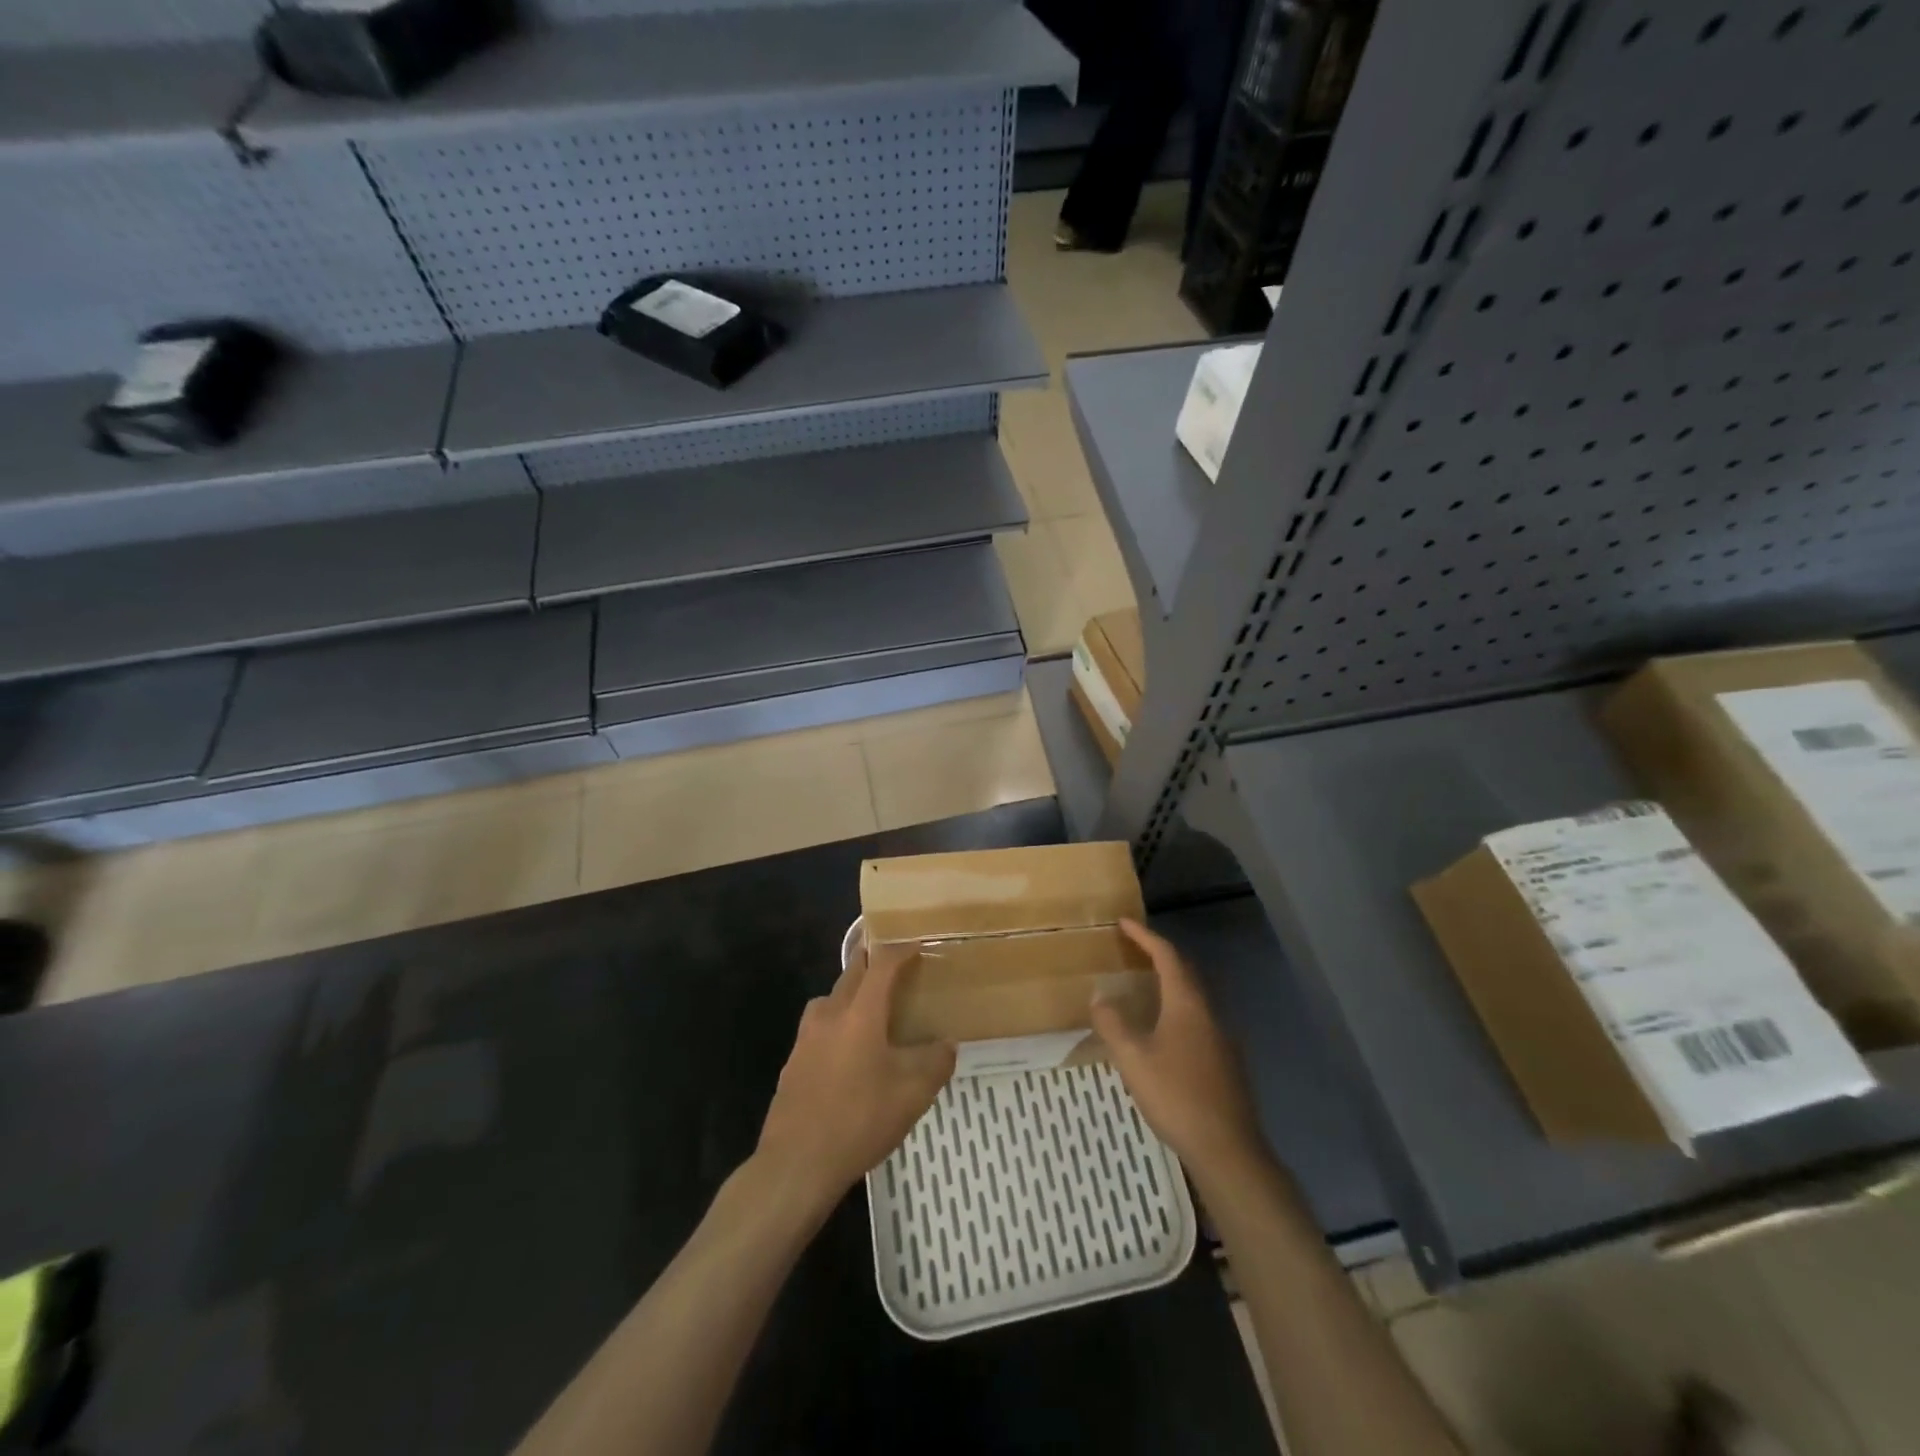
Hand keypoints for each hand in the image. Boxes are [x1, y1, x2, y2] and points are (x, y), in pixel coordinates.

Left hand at [755, 941, 954, 1215]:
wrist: (795, 1164)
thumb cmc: (859, 1120)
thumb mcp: (912, 1095)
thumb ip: (935, 1063)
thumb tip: (947, 1045)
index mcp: (860, 1013)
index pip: (882, 965)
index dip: (901, 951)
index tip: (918, 946)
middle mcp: (829, 1014)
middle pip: (853, 974)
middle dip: (875, 965)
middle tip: (898, 971)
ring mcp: (806, 1038)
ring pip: (832, 999)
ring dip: (853, 994)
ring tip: (874, 1012)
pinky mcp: (794, 1062)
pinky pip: (820, 1027)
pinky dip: (839, 1024)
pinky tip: (851, 1054)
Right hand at [1092, 919, 1266, 1179]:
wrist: (1228, 1149)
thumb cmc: (1177, 1096)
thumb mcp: (1133, 1059)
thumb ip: (1113, 1024)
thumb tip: (1100, 996)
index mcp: (1187, 1004)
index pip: (1167, 956)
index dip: (1145, 936)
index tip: (1124, 923)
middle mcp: (1209, 1013)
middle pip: (1185, 972)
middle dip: (1159, 956)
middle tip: (1133, 949)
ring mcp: (1222, 1038)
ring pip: (1194, 998)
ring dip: (1170, 984)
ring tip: (1144, 987)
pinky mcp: (1226, 1062)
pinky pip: (1199, 1021)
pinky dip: (1178, 1010)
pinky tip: (1164, 1032)